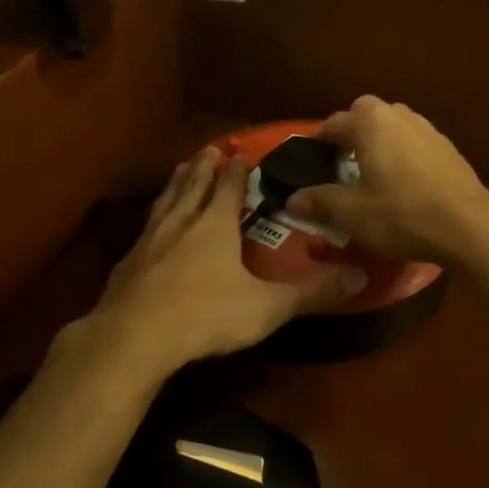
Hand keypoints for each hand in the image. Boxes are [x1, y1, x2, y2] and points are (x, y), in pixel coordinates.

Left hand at [82, 148, 364, 376]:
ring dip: (176, 183)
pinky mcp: (127, 263)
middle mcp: (180, 223)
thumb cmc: (205, 315)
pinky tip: (150, 227)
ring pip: (166, 202)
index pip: (227, 187)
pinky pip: (145, 228)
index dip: (235, 170)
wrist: (134, 337)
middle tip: (207, 150)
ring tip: (181, 170)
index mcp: (214, 225)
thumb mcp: (267, 307)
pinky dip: (153, 217)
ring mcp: (149, 241)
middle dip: (203, 168)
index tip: (237, 152)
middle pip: (193, 186)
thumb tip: (360, 275)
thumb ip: (312, 292)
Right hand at [286, 97, 488, 264]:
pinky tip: (403, 181)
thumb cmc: (402, 215)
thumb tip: (291, 200)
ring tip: (372, 169)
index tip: (311, 157)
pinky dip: (403, 153)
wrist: (469, 227)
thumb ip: (319, 202)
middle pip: (368, 113)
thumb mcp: (352, 214)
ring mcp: (429, 130)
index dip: (319, 139)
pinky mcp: (449, 149)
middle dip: (352, 130)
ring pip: (395, 124)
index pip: (335, 122)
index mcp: (371, 123)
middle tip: (342, 159)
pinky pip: (415, 142)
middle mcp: (399, 116)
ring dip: (380, 139)